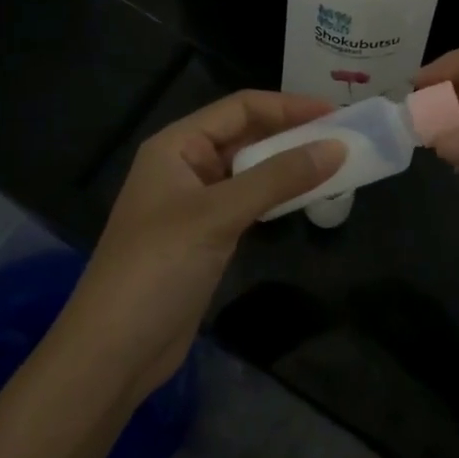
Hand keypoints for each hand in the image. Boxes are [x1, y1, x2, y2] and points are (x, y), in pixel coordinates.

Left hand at [52, 90, 345, 405]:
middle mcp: (185, 166)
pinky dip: (277, 197)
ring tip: (335, 165)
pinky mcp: (207, 236)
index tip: (336, 114)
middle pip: (246, 136)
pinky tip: (306, 199)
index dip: (288, 106)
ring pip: (250, 171)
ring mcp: (196, 203)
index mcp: (176, 146)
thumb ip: (278, 178)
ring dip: (288, 166)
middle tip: (344, 140)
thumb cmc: (158, 267)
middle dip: (292, 134)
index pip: (240, 108)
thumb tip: (338, 147)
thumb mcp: (219, 215)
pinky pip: (249, 202)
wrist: (114, 351)